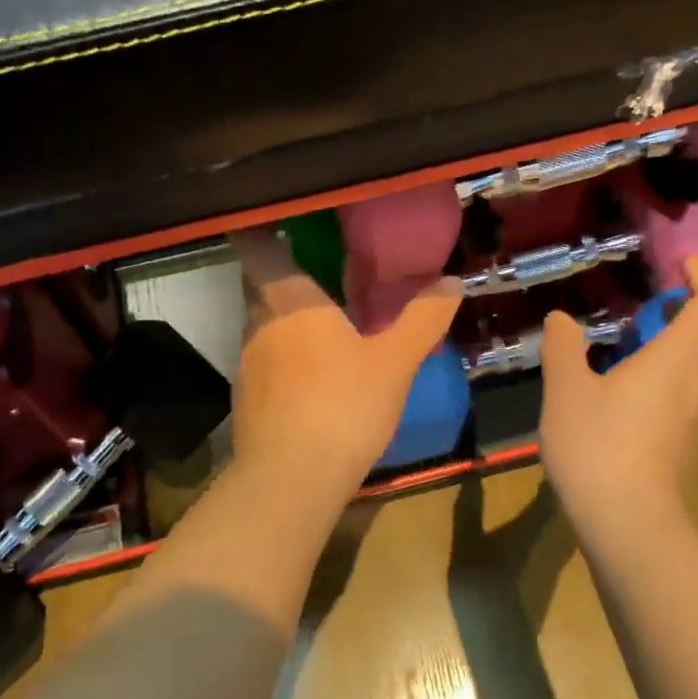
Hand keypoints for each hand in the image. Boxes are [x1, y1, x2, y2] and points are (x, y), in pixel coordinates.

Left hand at [229, 228, 461, 495]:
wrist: (291, 478)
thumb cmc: (344, 406)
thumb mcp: (395, 362)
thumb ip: (423, 319)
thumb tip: (453, 281)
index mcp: (290, 302)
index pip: (259, 248)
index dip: (261, 230)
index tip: (276, 219)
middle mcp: (259, 324)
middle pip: (262, 288)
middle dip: (286, 281)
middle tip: (322, 278)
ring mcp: (246, 364)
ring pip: (263, 329)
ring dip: (287, 325)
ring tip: (323, 331)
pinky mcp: (245, 400)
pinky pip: (264, 366)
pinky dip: (283, 363)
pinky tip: (310, 382)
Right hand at [538, 256, 697, 535]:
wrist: (625, 518)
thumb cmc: (596, 445)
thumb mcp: (566, 390)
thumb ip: (564, 348)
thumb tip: (560, 319)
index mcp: (675, 358)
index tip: (681, 264)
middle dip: (697, 307)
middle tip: (661, 299)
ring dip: (689, 340)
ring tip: (647, 338)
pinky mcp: (688, 439)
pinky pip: (696, 390)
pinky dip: (680, 371)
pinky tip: (641, 384)